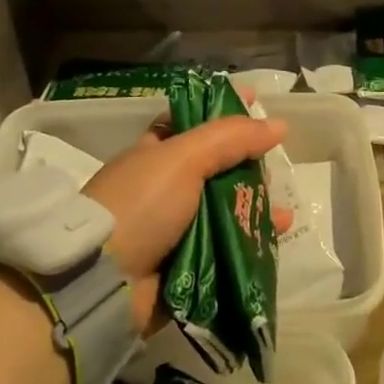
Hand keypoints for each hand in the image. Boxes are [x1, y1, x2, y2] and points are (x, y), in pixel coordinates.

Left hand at [82, 114, 291, 331]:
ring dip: (256, 205)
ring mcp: (177, 228)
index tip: (258, 103)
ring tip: (281, 208)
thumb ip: (230, 137)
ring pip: (227, 209)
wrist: (102, 280)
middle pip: (217, 168)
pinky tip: (279, 231)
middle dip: (248, 164)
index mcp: (154, 156)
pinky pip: (230, 246)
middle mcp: (165, 189)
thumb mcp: (183, 158)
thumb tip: (278, 125)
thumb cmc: (140, 205)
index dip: (222, 112)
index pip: (192, 123)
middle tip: (275, 165)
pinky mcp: (190, 264)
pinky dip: (254, 238)